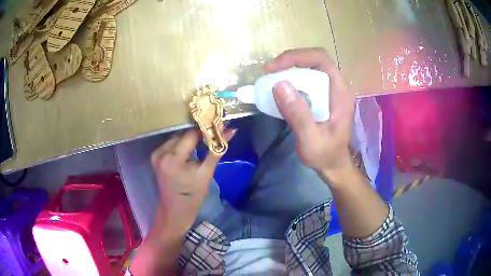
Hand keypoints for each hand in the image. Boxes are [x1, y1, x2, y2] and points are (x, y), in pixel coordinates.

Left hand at [150, 128, 235, 234]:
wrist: (175, 210)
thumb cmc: (193, 195)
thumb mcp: (206, 173)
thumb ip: (217, 149)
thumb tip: (231, 130)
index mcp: (173, 159)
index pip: (191, 135)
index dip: (205, 129)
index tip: (218, 124)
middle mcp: (161, 153)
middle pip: (183, 134)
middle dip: (199, 132)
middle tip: (214, 131)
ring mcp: (156, 154)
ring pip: (177, 137)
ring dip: (190, 137)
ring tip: (205, 138)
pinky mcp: (155, 157)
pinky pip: (171, 143)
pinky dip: (182, 143)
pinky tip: (191, 146)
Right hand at [264, 48, 355, 183]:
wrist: (333, 165)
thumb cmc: (325, 155)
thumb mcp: (311, 140)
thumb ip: (298, 115)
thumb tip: (279, 85)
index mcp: (340, 92)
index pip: (321, 59)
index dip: (297, 57)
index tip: (274, 68)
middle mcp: (337, 86)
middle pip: (313, 60)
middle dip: (290, 62)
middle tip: (269, 73)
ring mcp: (330, 90)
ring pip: (309, 68)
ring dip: (288, 70)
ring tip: (271, 80)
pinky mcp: (322, 96)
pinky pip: (306, 79)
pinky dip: (291, 79)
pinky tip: (280, 89)